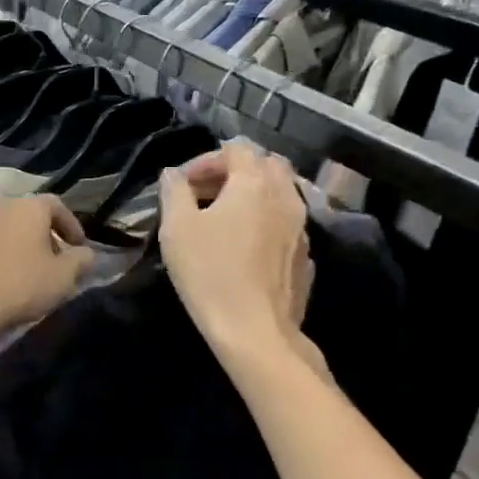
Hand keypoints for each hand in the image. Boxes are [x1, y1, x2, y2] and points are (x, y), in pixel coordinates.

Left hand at [0, 195, 92, 353]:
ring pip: (4, 227)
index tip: (78, 248)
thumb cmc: (19, 286)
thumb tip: (85, 253)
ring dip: (19, 243)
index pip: (56, 205)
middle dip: (45, 235)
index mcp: (27, 207)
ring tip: (26, 270)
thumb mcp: (63, 278)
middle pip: (28, 214)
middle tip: (54, 261)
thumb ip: (81, 260)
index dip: (71, 225)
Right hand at [159, 141, 314, 355]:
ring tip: (223, 219)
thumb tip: (173, 174)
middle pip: (265, 164)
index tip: (182, 185)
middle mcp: (285, 196)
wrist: (255, 330)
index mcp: (254, 183)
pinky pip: (286, 222)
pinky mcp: (305, 255)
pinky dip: (265, 220)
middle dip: (234, 171)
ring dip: (252, 195)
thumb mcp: (177, 229)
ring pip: (280, 192)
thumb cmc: (210, 273)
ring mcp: (302, 226)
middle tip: (205, 194)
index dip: (205, 160)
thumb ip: (174, 192)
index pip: (235, 149)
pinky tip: (245, 246)